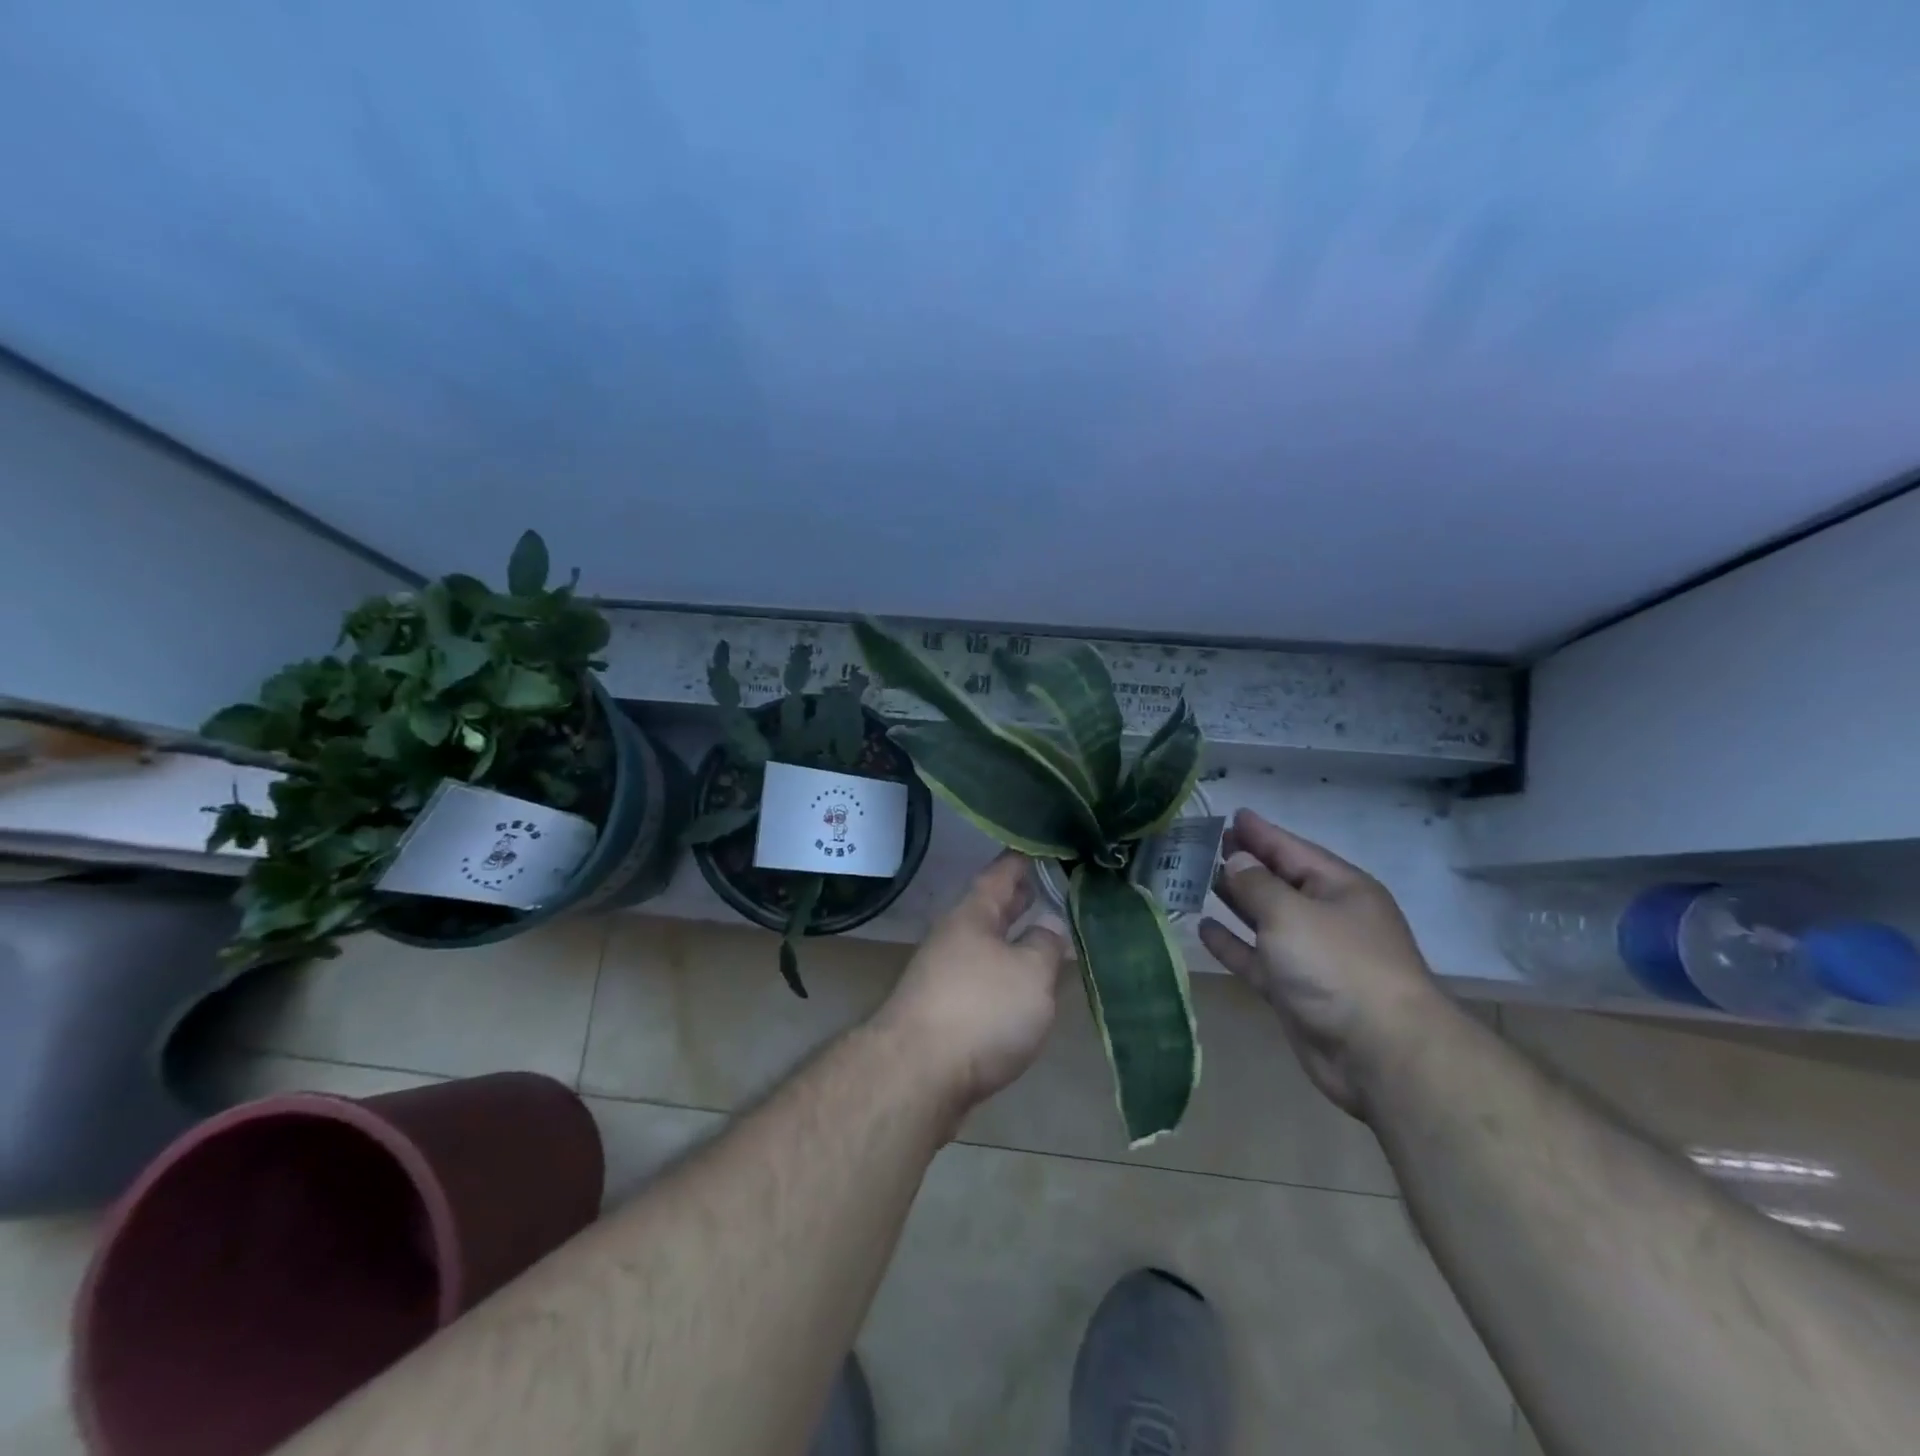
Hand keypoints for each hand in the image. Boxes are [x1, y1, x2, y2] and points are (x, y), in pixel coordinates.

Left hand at [873, 852, 1070, 1118]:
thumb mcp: (1030, 971)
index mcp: (973, 915)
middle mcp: (955, 937)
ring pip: (990, 946)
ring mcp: (946, 975)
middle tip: (1056, 884)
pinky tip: (1029, 988)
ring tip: (1052, 936)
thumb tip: (1050, 925)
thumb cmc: (980, 1010)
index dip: (1025, 857)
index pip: (1002, 872)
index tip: (1047, 843)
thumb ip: (1046, 944)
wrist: (917, 1076)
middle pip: (993, 909)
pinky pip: (985, 980)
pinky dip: (1009, 975)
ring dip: (1018, 939)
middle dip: (1022, 897)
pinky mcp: (947, 1013)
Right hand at [1199, 810, 1443, 1117]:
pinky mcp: (1295, 991)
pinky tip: (1204, 928)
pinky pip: (1257, 958)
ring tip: (1199, 879)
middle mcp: (1328, 917)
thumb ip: (1257, 884)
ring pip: (1265, 919)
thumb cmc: (1338, 965)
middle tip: (1205, 845)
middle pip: (1279, 882)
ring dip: (1235, 901)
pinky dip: (1233, 943)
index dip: (1261, 832)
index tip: (1232, 814)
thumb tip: (1237, 861)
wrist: (1379, 1053)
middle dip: (1245, 864)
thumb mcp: (1291, 913)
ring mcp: (1312, 956)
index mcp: (1340, 888)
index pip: (1292, 849)